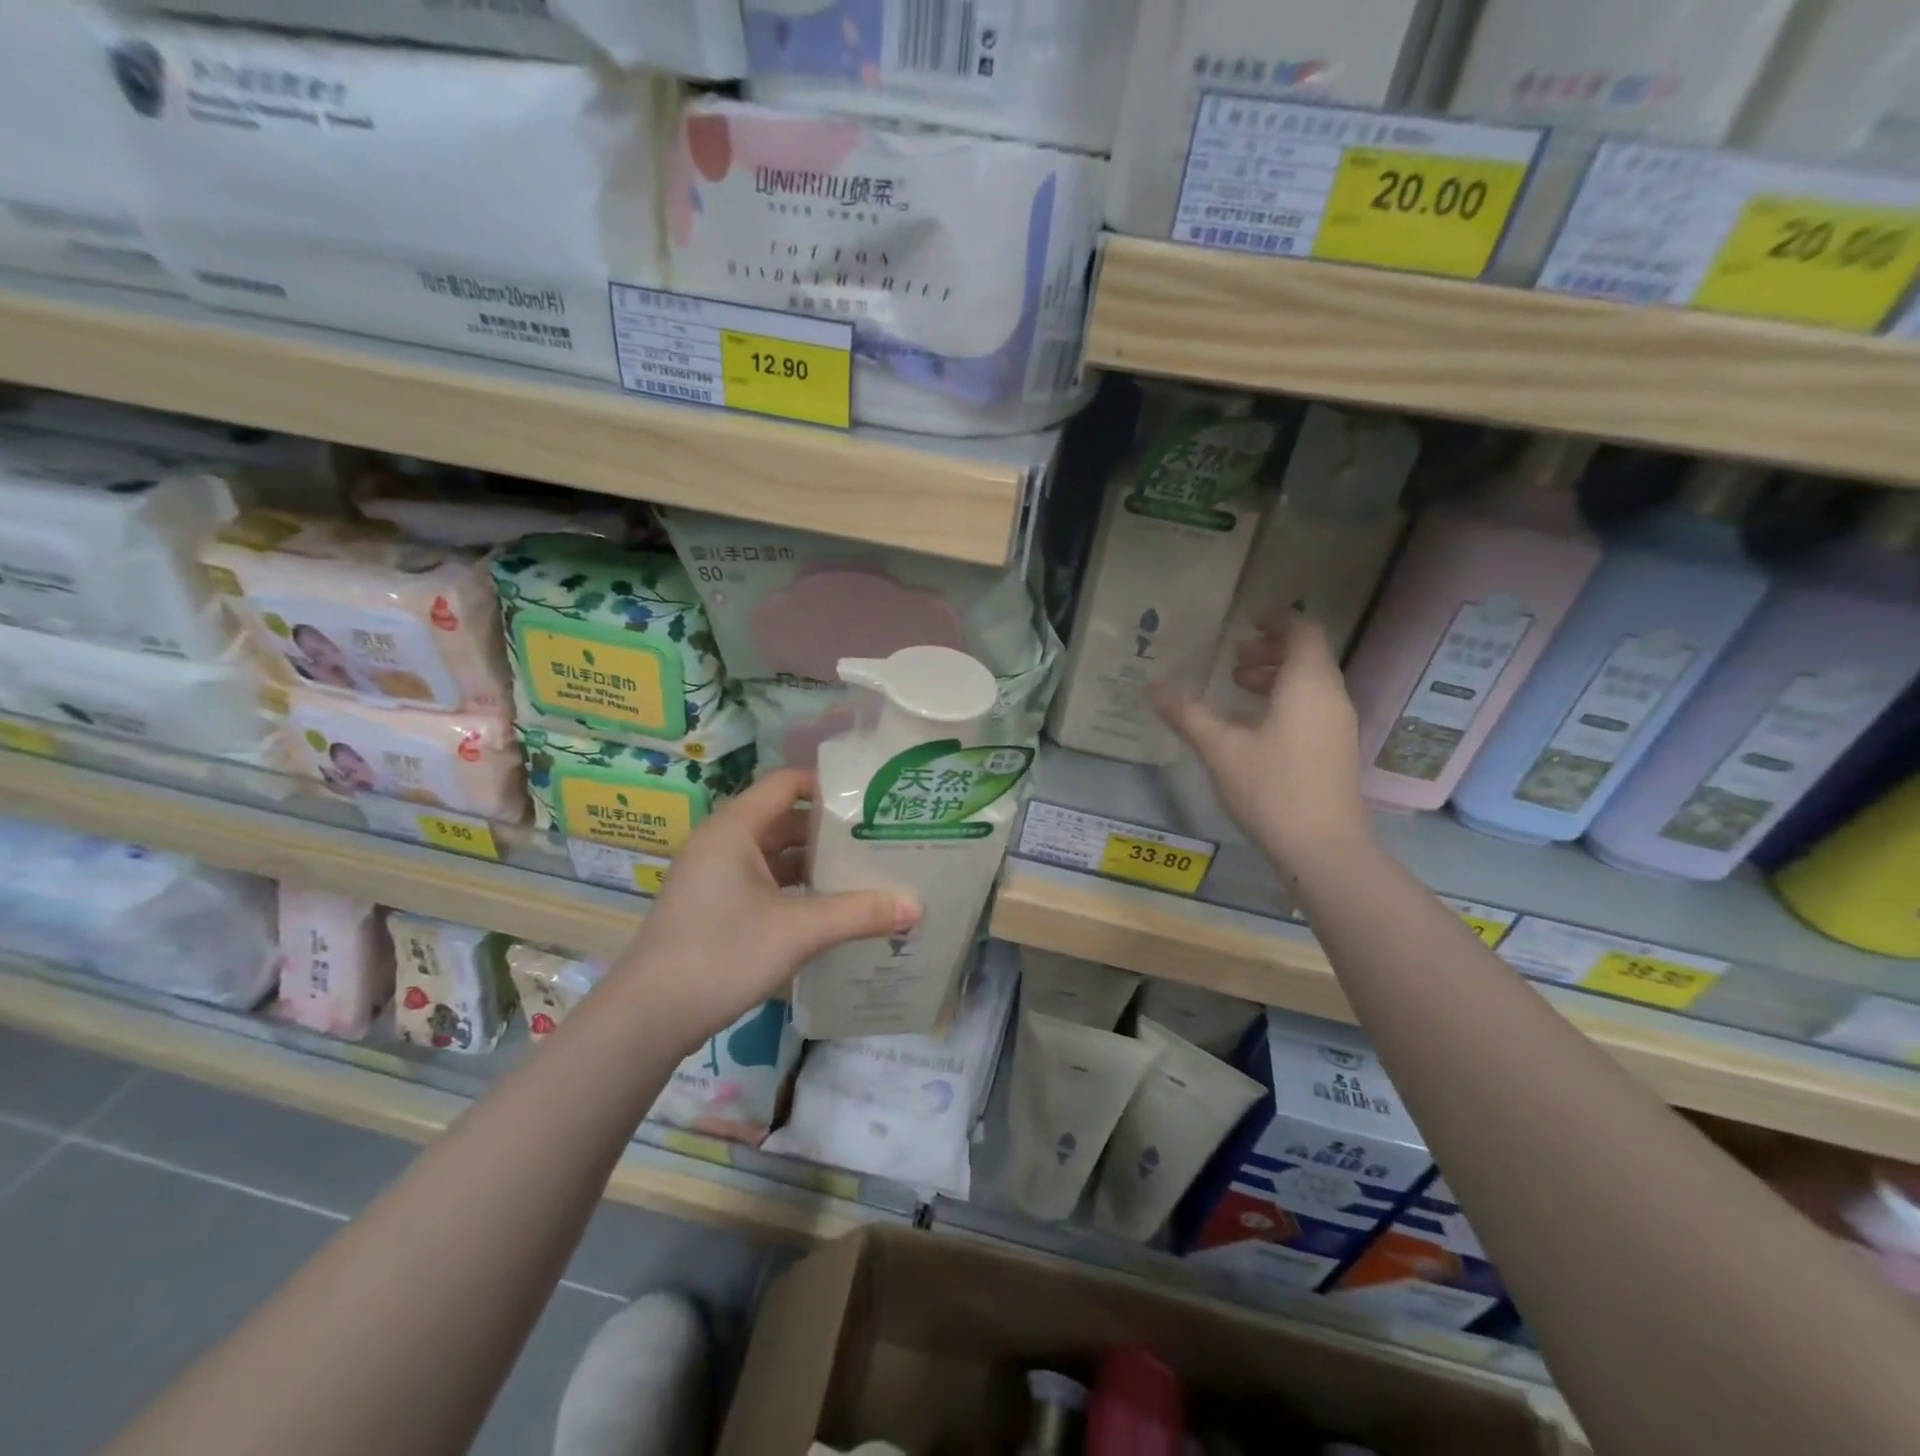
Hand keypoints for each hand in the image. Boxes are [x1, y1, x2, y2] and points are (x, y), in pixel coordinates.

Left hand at [606, 768, 915, 1043]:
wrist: (648, 1018)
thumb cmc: (721, 953)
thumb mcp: (798, 930)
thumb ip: (859, 914)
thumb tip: (917, 906)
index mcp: (735, 829)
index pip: (787, 784)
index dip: (829, 785)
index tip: (872, 800)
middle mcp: (723, 843)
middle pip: (785, 820)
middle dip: (831, 831)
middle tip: (880, 838)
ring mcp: (716, 877)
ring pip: (776, 856)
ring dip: (815, 865)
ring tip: (865, 873)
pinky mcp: (715, 908)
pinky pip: (765, 884)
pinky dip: (797, 890)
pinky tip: (830, 910)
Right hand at [1156, 613, 1370, 873]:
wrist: (1323, 849)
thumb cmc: (1271, 788)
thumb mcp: (1219, 748)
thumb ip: (1187, 714)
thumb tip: (1153, 688)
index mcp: (1308, 684)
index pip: (1303, 631)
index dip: (1277, 618)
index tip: (1246, 619)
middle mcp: (1331, 697)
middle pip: (1308, 655)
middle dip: (1270, 650)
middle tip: (1232, 659)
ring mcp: (1338, 726)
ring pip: (1310, 683)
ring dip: (1275, 677)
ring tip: (1236, 688)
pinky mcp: (1336, 751)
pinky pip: (1312, 708)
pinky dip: (1284, 701)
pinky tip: (1252, 727)